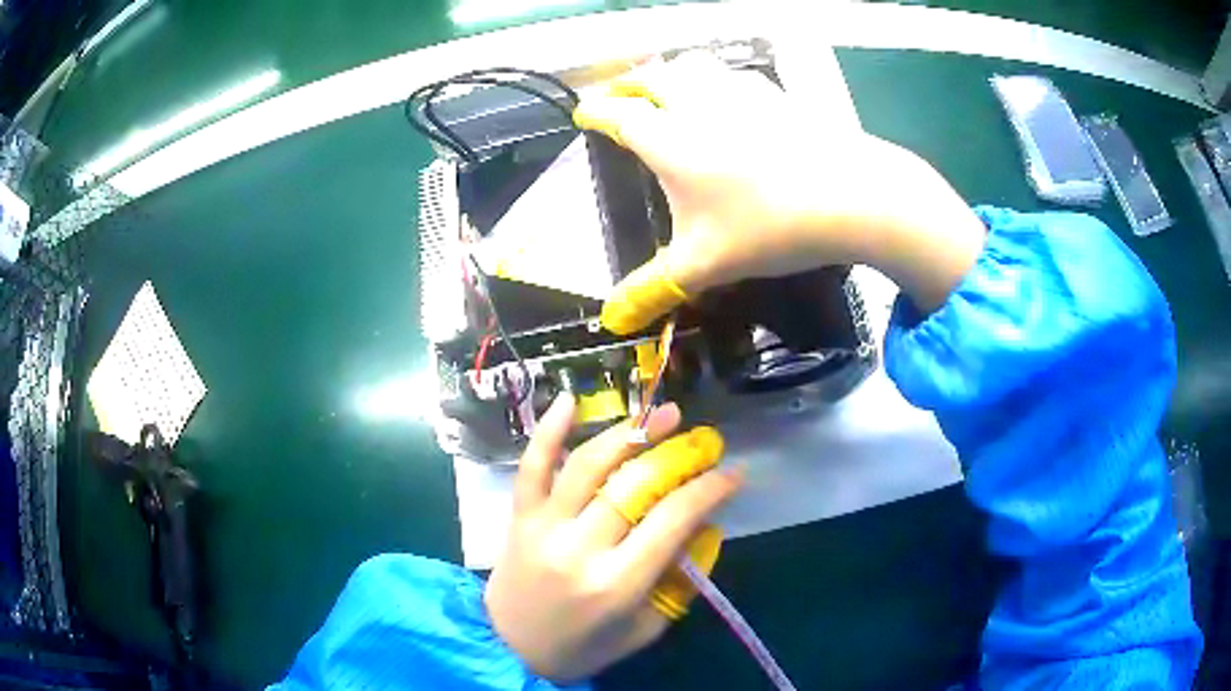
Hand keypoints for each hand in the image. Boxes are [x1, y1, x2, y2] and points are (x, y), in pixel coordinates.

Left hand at [485, 394, 741, 681]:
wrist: (512, 648)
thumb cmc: (586, 645)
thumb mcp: (647, 627)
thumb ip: (679, 579)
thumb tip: (704, 525)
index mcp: (618, 584)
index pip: (672, 520)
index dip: (709, 489)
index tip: (734, 472)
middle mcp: (580, 549)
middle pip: (635, 486)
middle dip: (677, 455)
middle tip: (701, 440)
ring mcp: (544, 527)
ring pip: (588, 466)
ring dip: (629, 432)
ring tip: (663, 414)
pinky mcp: (519, 516)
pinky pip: (531, 466)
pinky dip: (549, 430)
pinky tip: (569, 399)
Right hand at [573, 53, 985, 332]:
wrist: (853, 195)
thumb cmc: (768, 226)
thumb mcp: (704, 265)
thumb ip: (652, 291)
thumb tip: (611, 321)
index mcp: (669, 138)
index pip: (616, 114)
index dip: (594, 112)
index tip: (582, 114)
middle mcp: (698, 103)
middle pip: (650, 77)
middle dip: (627, 85)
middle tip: (621, 97)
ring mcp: (742, 93)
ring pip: (693, 66)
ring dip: (671, 74)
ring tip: (669, 88)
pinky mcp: (779, 96)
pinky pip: (735, 76)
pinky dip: (718, 80)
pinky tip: (731, 98)